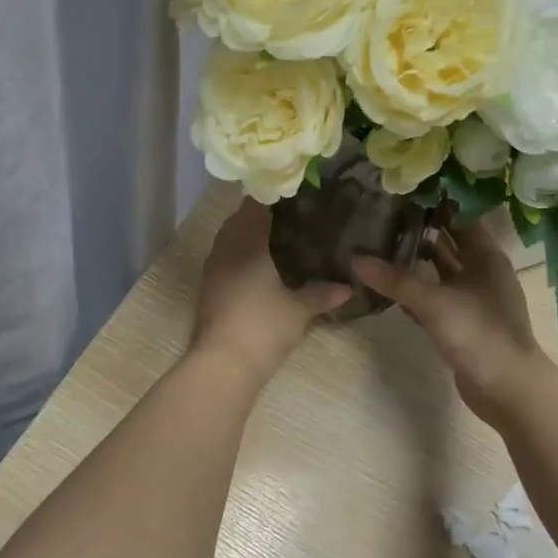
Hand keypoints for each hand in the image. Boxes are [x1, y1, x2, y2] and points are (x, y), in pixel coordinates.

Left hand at [191, 201, 350, 384]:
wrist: (222, 364)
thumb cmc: (263, 326)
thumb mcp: (299, 309)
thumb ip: (322, 294)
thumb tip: (348, 287)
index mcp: (246, 242)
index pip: (255, 205)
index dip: (272, 195)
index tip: (295, 193)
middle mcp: (224, 248)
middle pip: (239, 219)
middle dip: (261, 214)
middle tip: (292, 214)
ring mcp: (212, 269)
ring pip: (229, 239)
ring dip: (248, 235)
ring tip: (278, 238)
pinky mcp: (208, 289)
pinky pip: (225, 258)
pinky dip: (241, 254)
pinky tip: (261, 266)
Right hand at [354, 219, 548, 428]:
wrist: (508, 389)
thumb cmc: (478, 334)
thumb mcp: (433, 303)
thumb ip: (395, 280)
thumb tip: (356, 259)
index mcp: (486, 256)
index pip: (461, 216)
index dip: (436, 202)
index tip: (404, 189)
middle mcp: (483, 271)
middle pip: (451, 241)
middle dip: (421, 229)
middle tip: (384, 213)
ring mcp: (475, 298)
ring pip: (443, 270)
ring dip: (418, 259)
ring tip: (382, 243)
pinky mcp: (465, 321)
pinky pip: (438, 295)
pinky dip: (419, 289)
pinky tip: (391, 285)